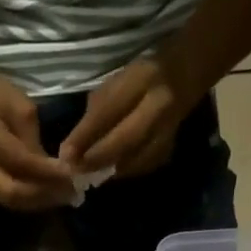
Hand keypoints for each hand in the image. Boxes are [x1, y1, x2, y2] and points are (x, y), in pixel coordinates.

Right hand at [0, 65, 75, 210]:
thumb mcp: (22, 108)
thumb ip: (34, 143)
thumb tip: (53, 173)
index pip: (19, 162)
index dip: (46, 173)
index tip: (71, 175)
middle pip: (11, 193)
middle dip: (43, 195)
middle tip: (69, 192)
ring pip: (10, 201)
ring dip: (39, 201)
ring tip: (63, 195)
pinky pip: (7, 198)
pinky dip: (30, 199)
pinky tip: (48, 194)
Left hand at [58, 56, 198, 178]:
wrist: (185, 76)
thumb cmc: (141, 78)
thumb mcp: (116, 83)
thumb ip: (95, 113)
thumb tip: (71, 149)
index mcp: (142, 80)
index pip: (109, 110)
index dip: (85, 135)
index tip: (64, 154)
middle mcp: (159, 106)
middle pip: (123, 140)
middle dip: (96, 158)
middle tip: (75, 170)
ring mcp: (168, 129)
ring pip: (133, 159)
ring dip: (107, 170)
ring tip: (88, 174)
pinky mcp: (169, 148)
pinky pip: (141, 166)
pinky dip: (122, 172)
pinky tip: (109, 171)